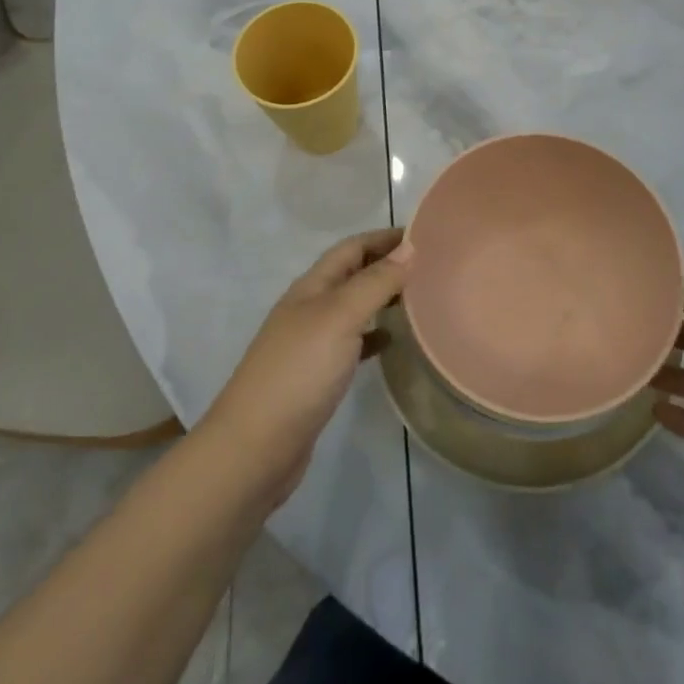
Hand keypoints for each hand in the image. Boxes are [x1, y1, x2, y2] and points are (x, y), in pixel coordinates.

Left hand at [199, 229, 410, 510]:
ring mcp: (311, 344)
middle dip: (386, 264)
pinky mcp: (316, 377)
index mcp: (312, 287)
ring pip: (353, 307)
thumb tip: (409, 247)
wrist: (254, 449)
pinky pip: (352, 343)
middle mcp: (310, 308)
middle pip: (352, 274)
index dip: (384, 237)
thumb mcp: (340, 317)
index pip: (352, 247)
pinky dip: (374, 336)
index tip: (424, 234)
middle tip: (429, 266)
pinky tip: (393, 343)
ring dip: (382, 297)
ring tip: (419, 298)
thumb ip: (376, 282)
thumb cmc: (299, 372)